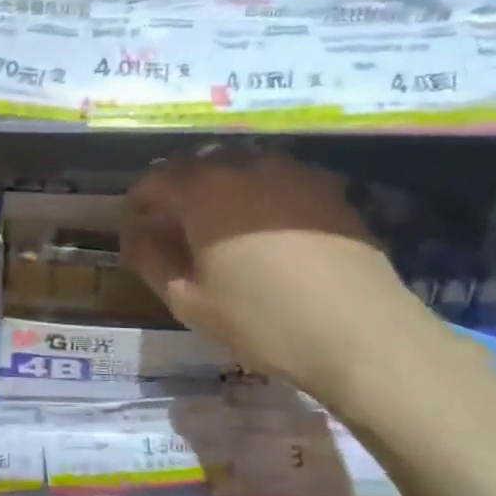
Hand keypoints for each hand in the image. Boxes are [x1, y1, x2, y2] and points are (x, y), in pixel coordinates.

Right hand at [121, 148, 448, 409]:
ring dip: (220, 181)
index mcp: (202, 190)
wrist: (361, 333)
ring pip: (240, 162)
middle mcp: (243, 166)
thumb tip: (134, 234)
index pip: (155, 178)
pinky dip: (261, 189)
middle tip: (174, 219)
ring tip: (220, 216)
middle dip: (178, 185)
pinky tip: (269, 221)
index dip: (139, 199)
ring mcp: (290, 172)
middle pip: (197, 162)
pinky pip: (279, 175)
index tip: (135, 221)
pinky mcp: (326, 187)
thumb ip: (150, 259)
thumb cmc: (262, 320)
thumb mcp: (188, 301)